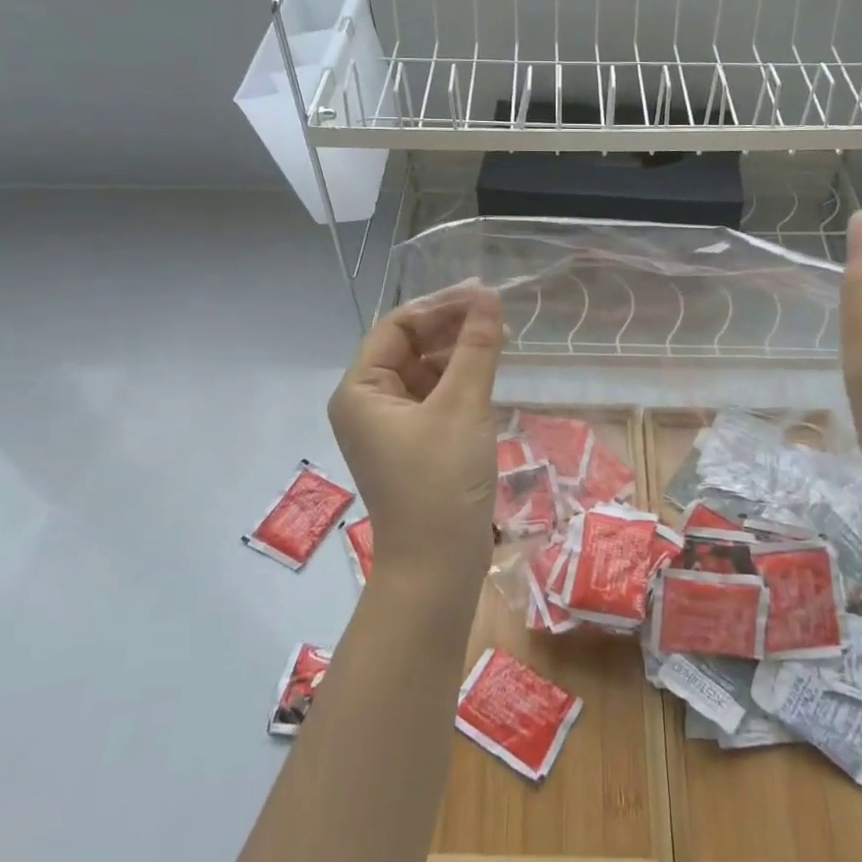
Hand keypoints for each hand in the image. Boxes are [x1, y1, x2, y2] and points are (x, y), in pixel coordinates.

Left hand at [328, 283, 505, 585]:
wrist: (438, 567)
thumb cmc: (441, 482)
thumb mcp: (462, 407)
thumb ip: (477, 347)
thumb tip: (490, 296)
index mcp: (361, 390)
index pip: (397, 327)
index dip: (439, 305)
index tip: (483, 294)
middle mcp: (369, 402)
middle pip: (410, 345)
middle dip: (452, 326)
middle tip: (498, 310)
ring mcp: (393, 424)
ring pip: (426, 370)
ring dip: (460, 351)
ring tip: (501, 335)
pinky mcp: (416, 442)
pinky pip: (436, 395)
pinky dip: (461, 379)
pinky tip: (490, 368)